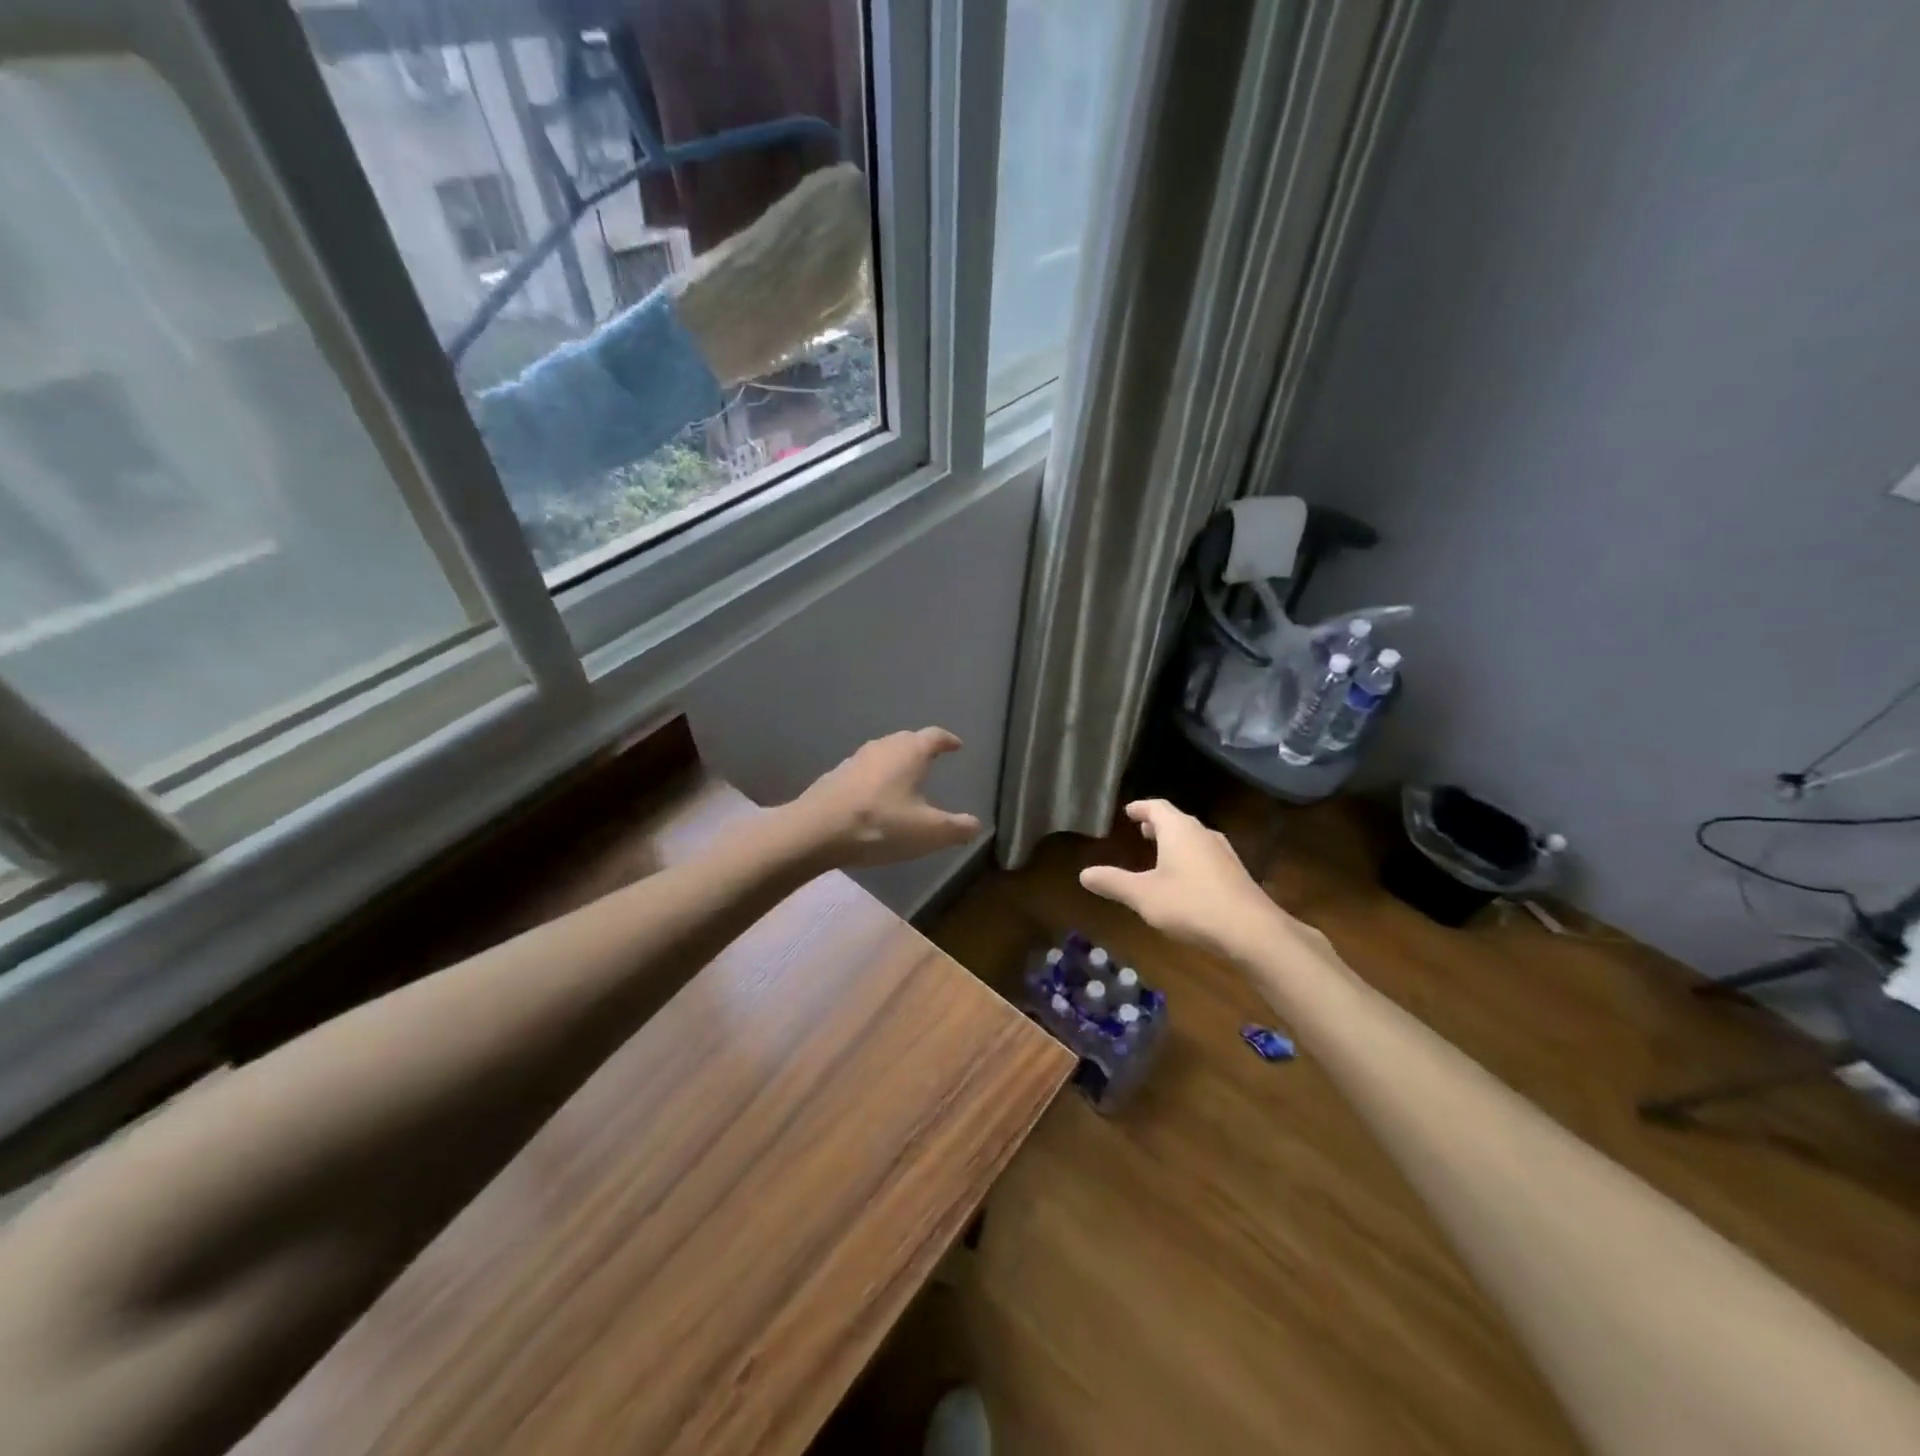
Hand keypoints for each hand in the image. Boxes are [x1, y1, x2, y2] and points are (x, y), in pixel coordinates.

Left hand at [791, 728, 982, 867]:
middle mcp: (883, 747)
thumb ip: (956, 827)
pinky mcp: (835, 775)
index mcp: (910, 752)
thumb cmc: (881, 825)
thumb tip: (976, 824)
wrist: (816, 831)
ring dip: (896, 762)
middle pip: (907, 740)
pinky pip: (865, 770)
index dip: (948, 740)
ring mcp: (855, 759)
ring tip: (906, 778)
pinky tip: (876, 796)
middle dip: (921, 748)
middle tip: (932, 760)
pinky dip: (876, 777)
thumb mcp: (928, 832)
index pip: (934, 736)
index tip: (957, 745)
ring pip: (883, 753)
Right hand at [1080, 799, 1325, 963]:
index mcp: (1179, 830)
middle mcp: (1203, 833)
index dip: (1141, 808)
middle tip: (1141, 830)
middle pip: (1177, 820)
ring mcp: (1224, 853)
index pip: (1157, 807)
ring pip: (1194, 838)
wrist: (1252, 932)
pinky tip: (1185, 878)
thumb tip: (1084, 874)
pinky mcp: (1236, 874)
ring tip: (1160, 852)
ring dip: (1175, 841)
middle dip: (1158, 824)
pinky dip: (1190, 857)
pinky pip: (1206, 855)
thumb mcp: (1143, 896)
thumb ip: (1113, 883)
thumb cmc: (1191, 905)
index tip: (1128, 811)